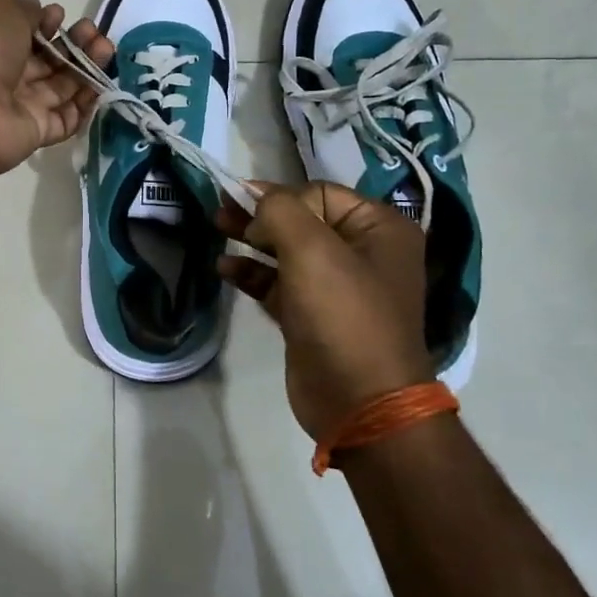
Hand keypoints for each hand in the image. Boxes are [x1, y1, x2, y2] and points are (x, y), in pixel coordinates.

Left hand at [0, 0, 113, 181]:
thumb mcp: (0, 8)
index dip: (45, 23)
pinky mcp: (36, 133)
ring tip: (106, 49)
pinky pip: (66, 119)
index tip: (61, 16)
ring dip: (87, 67)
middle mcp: (5, 74)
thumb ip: (24, 8)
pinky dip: (85, 104)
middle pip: (48, 59)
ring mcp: (21, 105)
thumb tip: (39, 12)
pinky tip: (102, 85)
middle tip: (94, 33)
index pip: (24, 33)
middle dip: (74, 44)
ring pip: (62, 86)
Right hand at [217, 183, 433, 442]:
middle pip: (302, 220)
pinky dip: (253, 273)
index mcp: (379, 229)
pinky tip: (225, 267)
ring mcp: (338, 287)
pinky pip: (279, 283)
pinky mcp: (313, 316)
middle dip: (260, 215)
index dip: (279, 195)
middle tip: (220, 209)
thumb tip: (255, 193)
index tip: (241, 201)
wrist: (360, 403)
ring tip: (216, 228)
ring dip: (251, 240)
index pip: (320, 194)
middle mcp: (363, 253)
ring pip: (287, 250)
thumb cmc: (343, 314)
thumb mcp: (311, 249)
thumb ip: (280, 210)